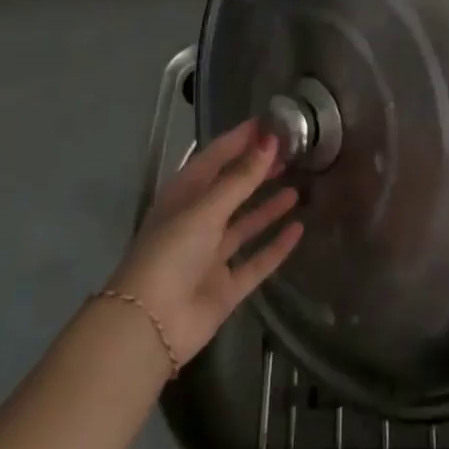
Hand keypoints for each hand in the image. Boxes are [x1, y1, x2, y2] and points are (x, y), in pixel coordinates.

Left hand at [106, 120, 303, 364]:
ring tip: (297, 185)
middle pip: (232, 189)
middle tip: (290, 153)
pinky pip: (256, 261)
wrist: (150, 326)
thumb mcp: (206, 208)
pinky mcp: (226, 287)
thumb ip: (241, 178)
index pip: (215, 157)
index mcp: (184, 196)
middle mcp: (198, 221)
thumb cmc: (171, 252)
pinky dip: (276, 246)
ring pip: (245, 224)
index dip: (241, 139)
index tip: (270, 122)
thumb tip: (270, 140)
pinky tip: (298, 229)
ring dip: (268, 206)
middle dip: (257, 170)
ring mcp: (212, 256)